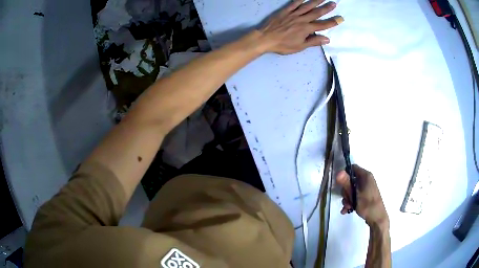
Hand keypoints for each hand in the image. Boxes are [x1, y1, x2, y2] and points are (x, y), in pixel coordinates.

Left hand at [259, 0, 342, 54]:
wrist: (265, 38)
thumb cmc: (283, 45)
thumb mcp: (300, 46)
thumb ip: (314, 41)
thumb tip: (327, 39)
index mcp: (306, 29)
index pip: (322, 25)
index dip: (332, 22)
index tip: (340, 19)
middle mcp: (302, 19)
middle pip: (316, 13)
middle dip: (326, 8)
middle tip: (334, 3)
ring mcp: (293, 14)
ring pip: (307, 6)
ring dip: (316, 1)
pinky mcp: (285, 11)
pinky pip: (293, 3)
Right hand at [336, 165, 388, 227]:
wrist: (377, 217)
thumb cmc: (367, 205)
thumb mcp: (354, 195)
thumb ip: (346, 183)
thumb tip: (338, 172)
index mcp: (365, 176)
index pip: (352, 168)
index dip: (344, 174)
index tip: (339, 184)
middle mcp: (366, 179)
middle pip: (351, 180)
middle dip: (346, 191)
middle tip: (346, 199)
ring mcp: (366, 187)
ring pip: (352, 189)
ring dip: (347, 198)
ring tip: (347, 207)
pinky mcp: (366, 195)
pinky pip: (355, 195)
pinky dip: (351, 202)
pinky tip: (347, 210)